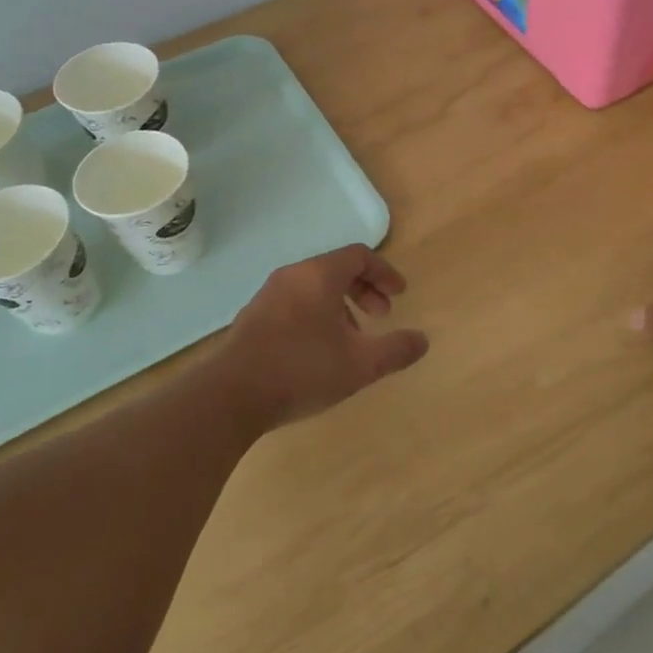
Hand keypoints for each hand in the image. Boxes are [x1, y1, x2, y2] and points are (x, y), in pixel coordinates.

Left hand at [220, 245, 428, 428]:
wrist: (229, 396)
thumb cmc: (302, 369)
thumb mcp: (361, 364)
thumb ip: (396, 350)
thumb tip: (422, 340)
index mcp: (320, 275)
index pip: (360, 256)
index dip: (385, 273)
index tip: (399, 296)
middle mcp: (293, 276)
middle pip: (337, 269)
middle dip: (365, 290)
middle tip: (381, 317)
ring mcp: (268, 296)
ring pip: (314, 287)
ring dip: (341, 305)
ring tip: (353, 338)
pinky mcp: (253, 317)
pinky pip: (295, 302)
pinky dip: (317, 314)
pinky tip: (320, 350)